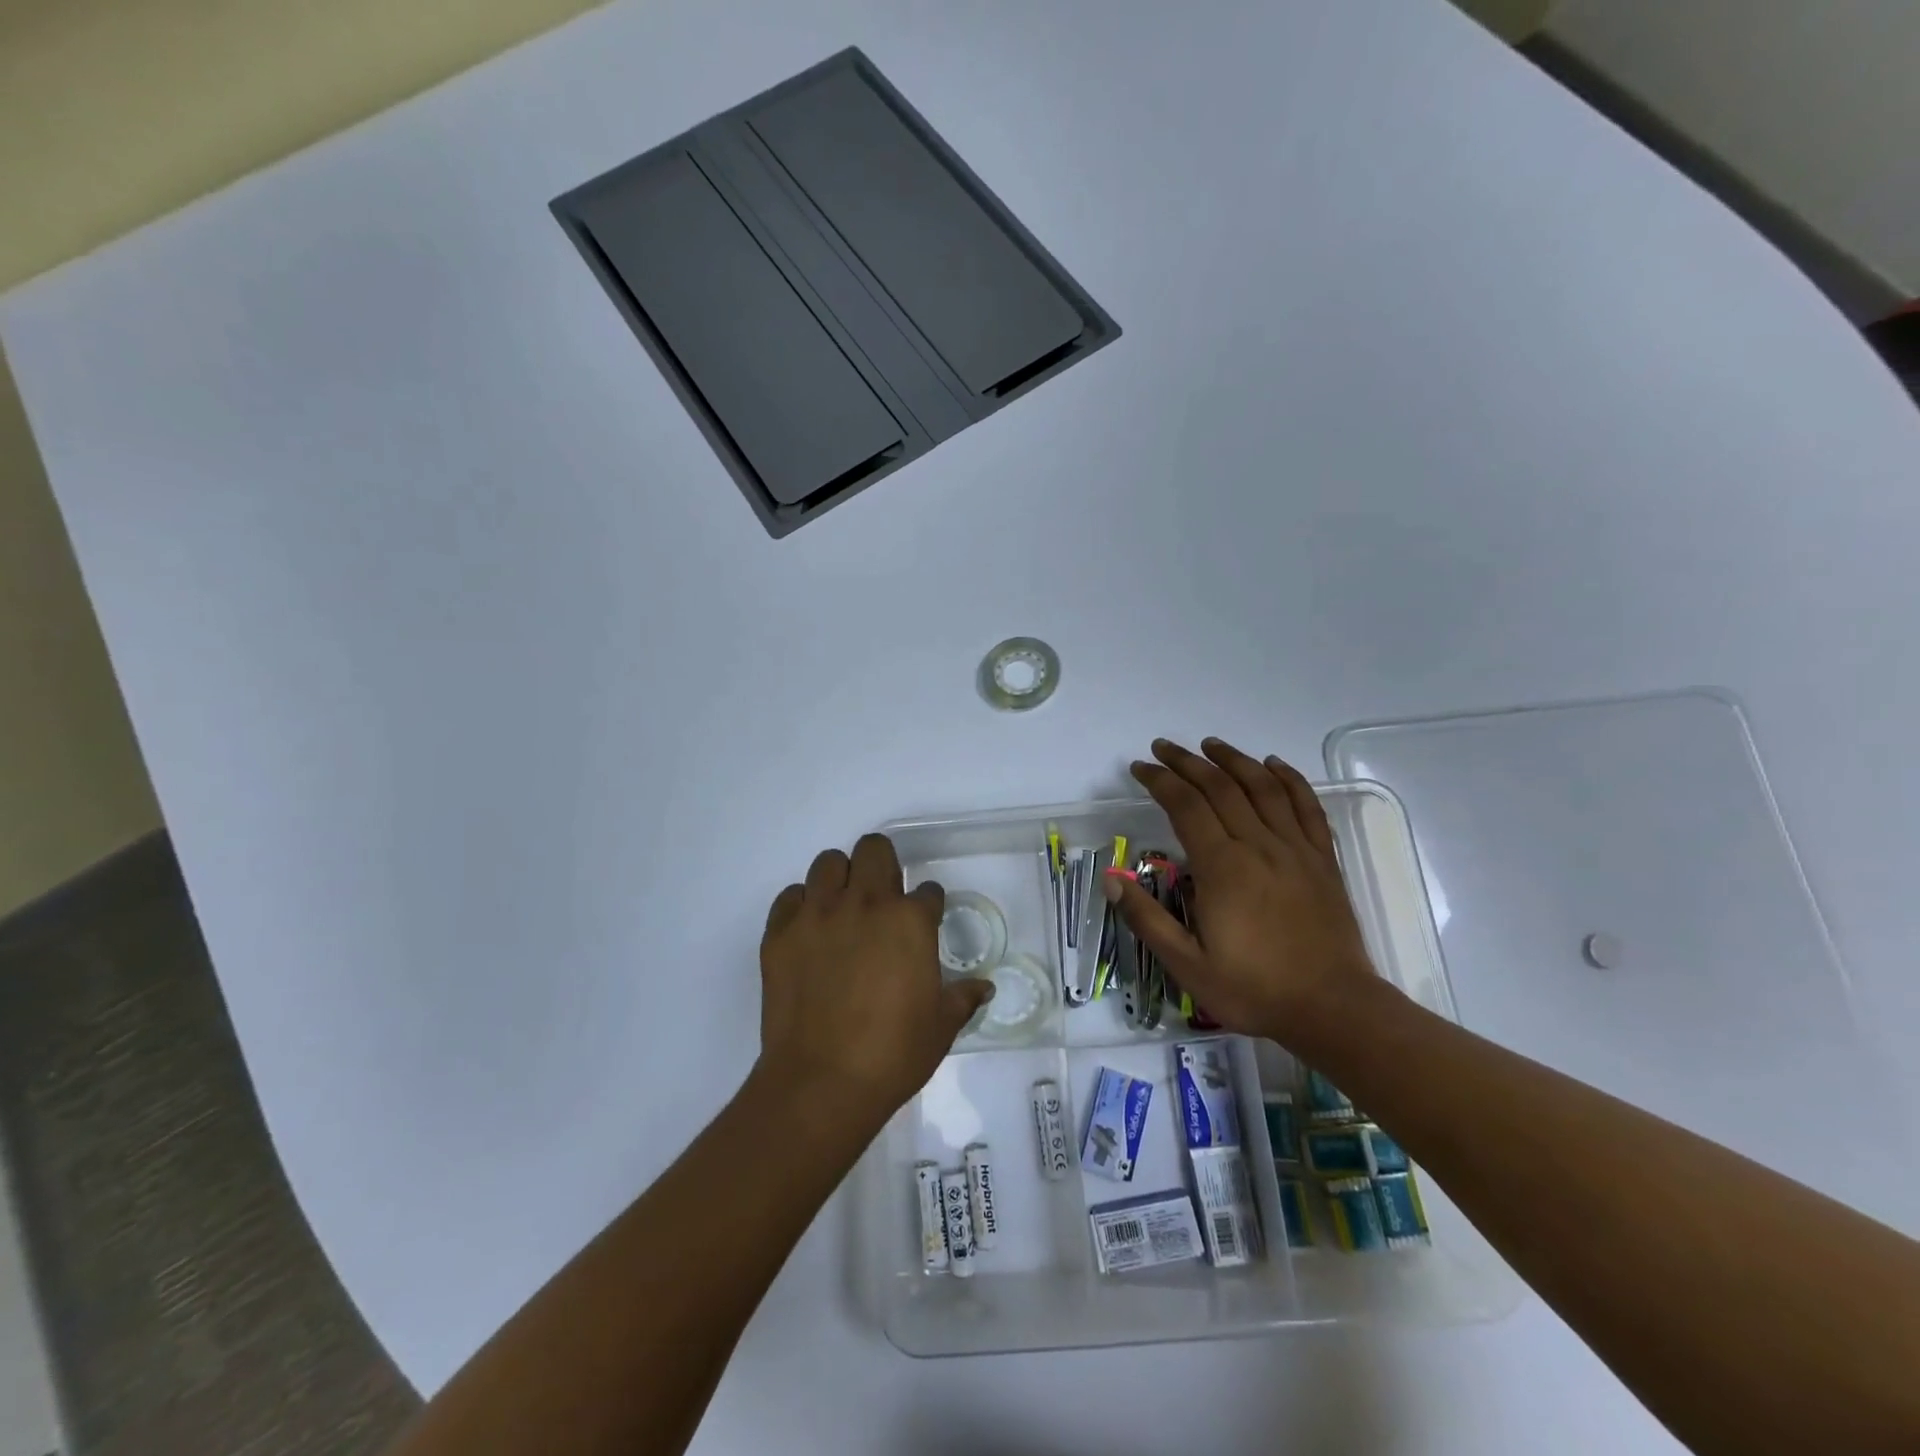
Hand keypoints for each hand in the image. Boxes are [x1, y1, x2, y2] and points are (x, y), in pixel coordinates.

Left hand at [757, 834, 992, 1123]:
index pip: (927, 891)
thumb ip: (963, 997)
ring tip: (843, 909)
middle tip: (883, 898)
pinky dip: (802, 906)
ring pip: (828, 863)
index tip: (924, 922)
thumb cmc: (892, 1054)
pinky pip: (790, 897)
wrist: (821, 1083)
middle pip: (874, 849)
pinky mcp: (780, 933)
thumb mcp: (941, 1026)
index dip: (928, 905)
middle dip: (883, 865)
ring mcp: (818, 915)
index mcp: (909, 921)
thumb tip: (984, 987)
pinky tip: (810, 932)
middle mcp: (864, 904)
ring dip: (840, 879)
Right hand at [1104, 738, 1382, 1046]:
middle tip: (1163, 748)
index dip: (1160, 781)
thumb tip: (1110, 879)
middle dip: (1187, 762)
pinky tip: (1274, 765)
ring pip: (1262, 787)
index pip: (1185, 806)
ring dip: (1233, 760)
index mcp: (1222, 868)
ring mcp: (1295, 849)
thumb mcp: (1187, 966)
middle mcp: (1258, 846)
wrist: (1334, 1008)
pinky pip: (1307, 806)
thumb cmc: (1254, 989)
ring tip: (1210, 744)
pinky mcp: (1322, 859)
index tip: (1140, 768)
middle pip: (1220, 787)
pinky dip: (1289, 779)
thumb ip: (1147, 919)